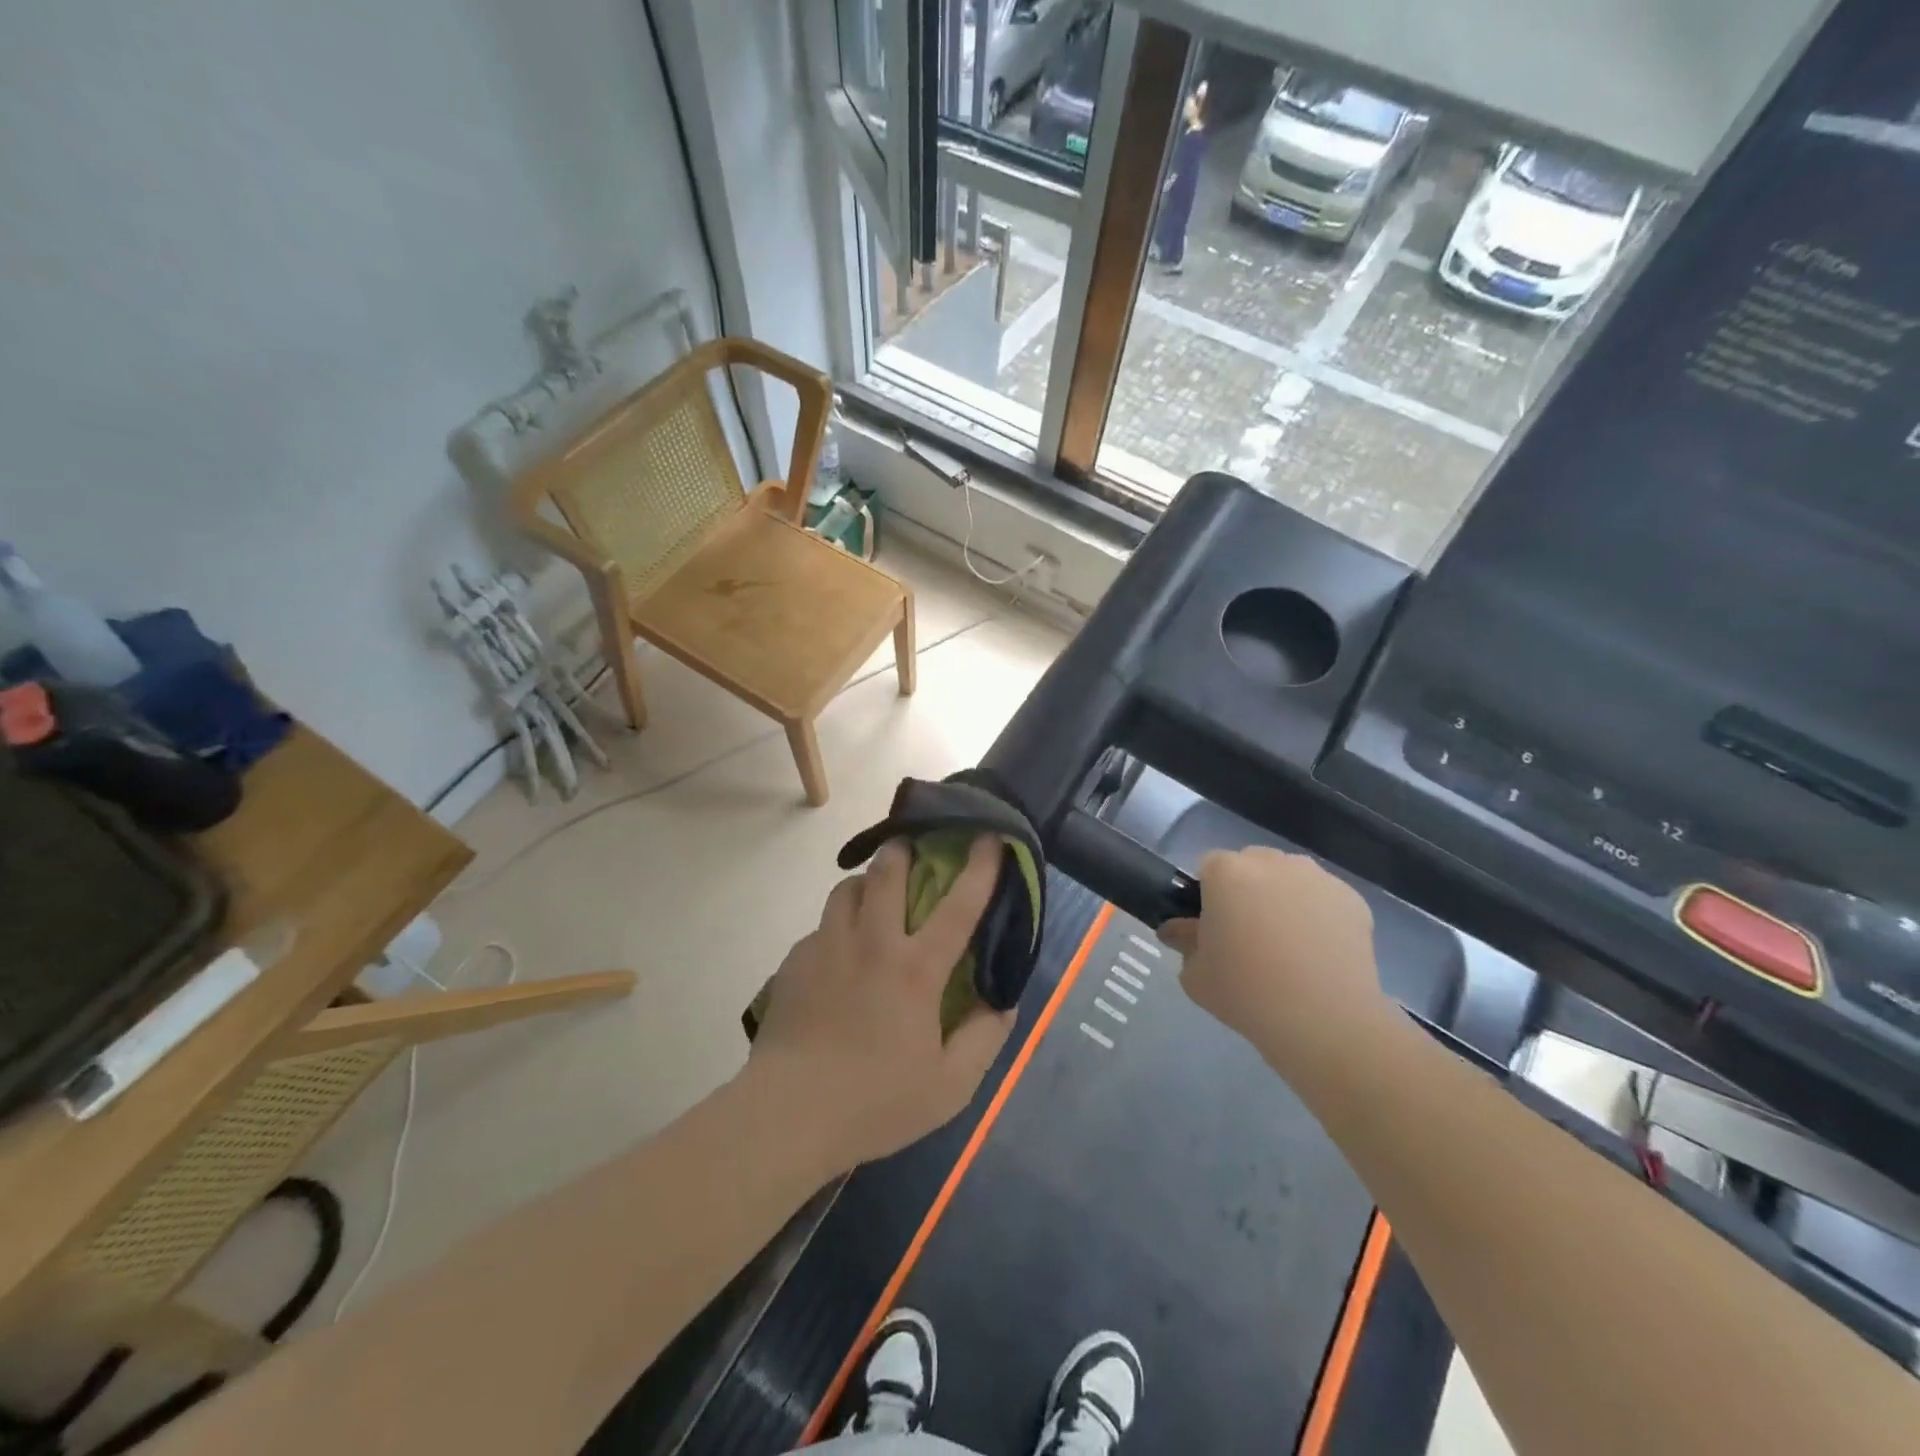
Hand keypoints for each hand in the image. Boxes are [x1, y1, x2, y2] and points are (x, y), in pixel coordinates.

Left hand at [747, 836, 1015, 1173]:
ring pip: (847, 889)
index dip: (980, 867)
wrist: (787, 1115)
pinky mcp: (793, 962)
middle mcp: (871, 943)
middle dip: (903, 849)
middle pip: (887, 872)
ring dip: (866, 883)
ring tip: (874, 899)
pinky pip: (820, 927)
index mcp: (915, 969)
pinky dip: (836, 927)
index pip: (958, 905)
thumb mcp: (950, 1086)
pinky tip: (837, 957)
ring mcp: (826, 947)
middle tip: (913, 849)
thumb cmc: (875, 1101)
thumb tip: (1004, 1001)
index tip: (990, 836)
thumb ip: (984, 1038)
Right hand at [1160, 847, 1397, 1089]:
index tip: (1213, 927)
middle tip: (1248, 936)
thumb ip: (1183, 942)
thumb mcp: (1195, 975)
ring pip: (1289, 879)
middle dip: (1247, 891)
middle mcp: (1272, 862)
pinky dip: (1318, 916)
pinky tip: (1318, 954)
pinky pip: (1323, 899)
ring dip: (1283, 899)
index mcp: (1226, 872)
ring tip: (1289, 946)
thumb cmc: (1247, 993)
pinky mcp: (1352, 899)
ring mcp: (1316, 877)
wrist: (1325, 1022)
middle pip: (1251, 865)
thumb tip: (1178, 931)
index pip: (1208, 867)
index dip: (1208, 896)